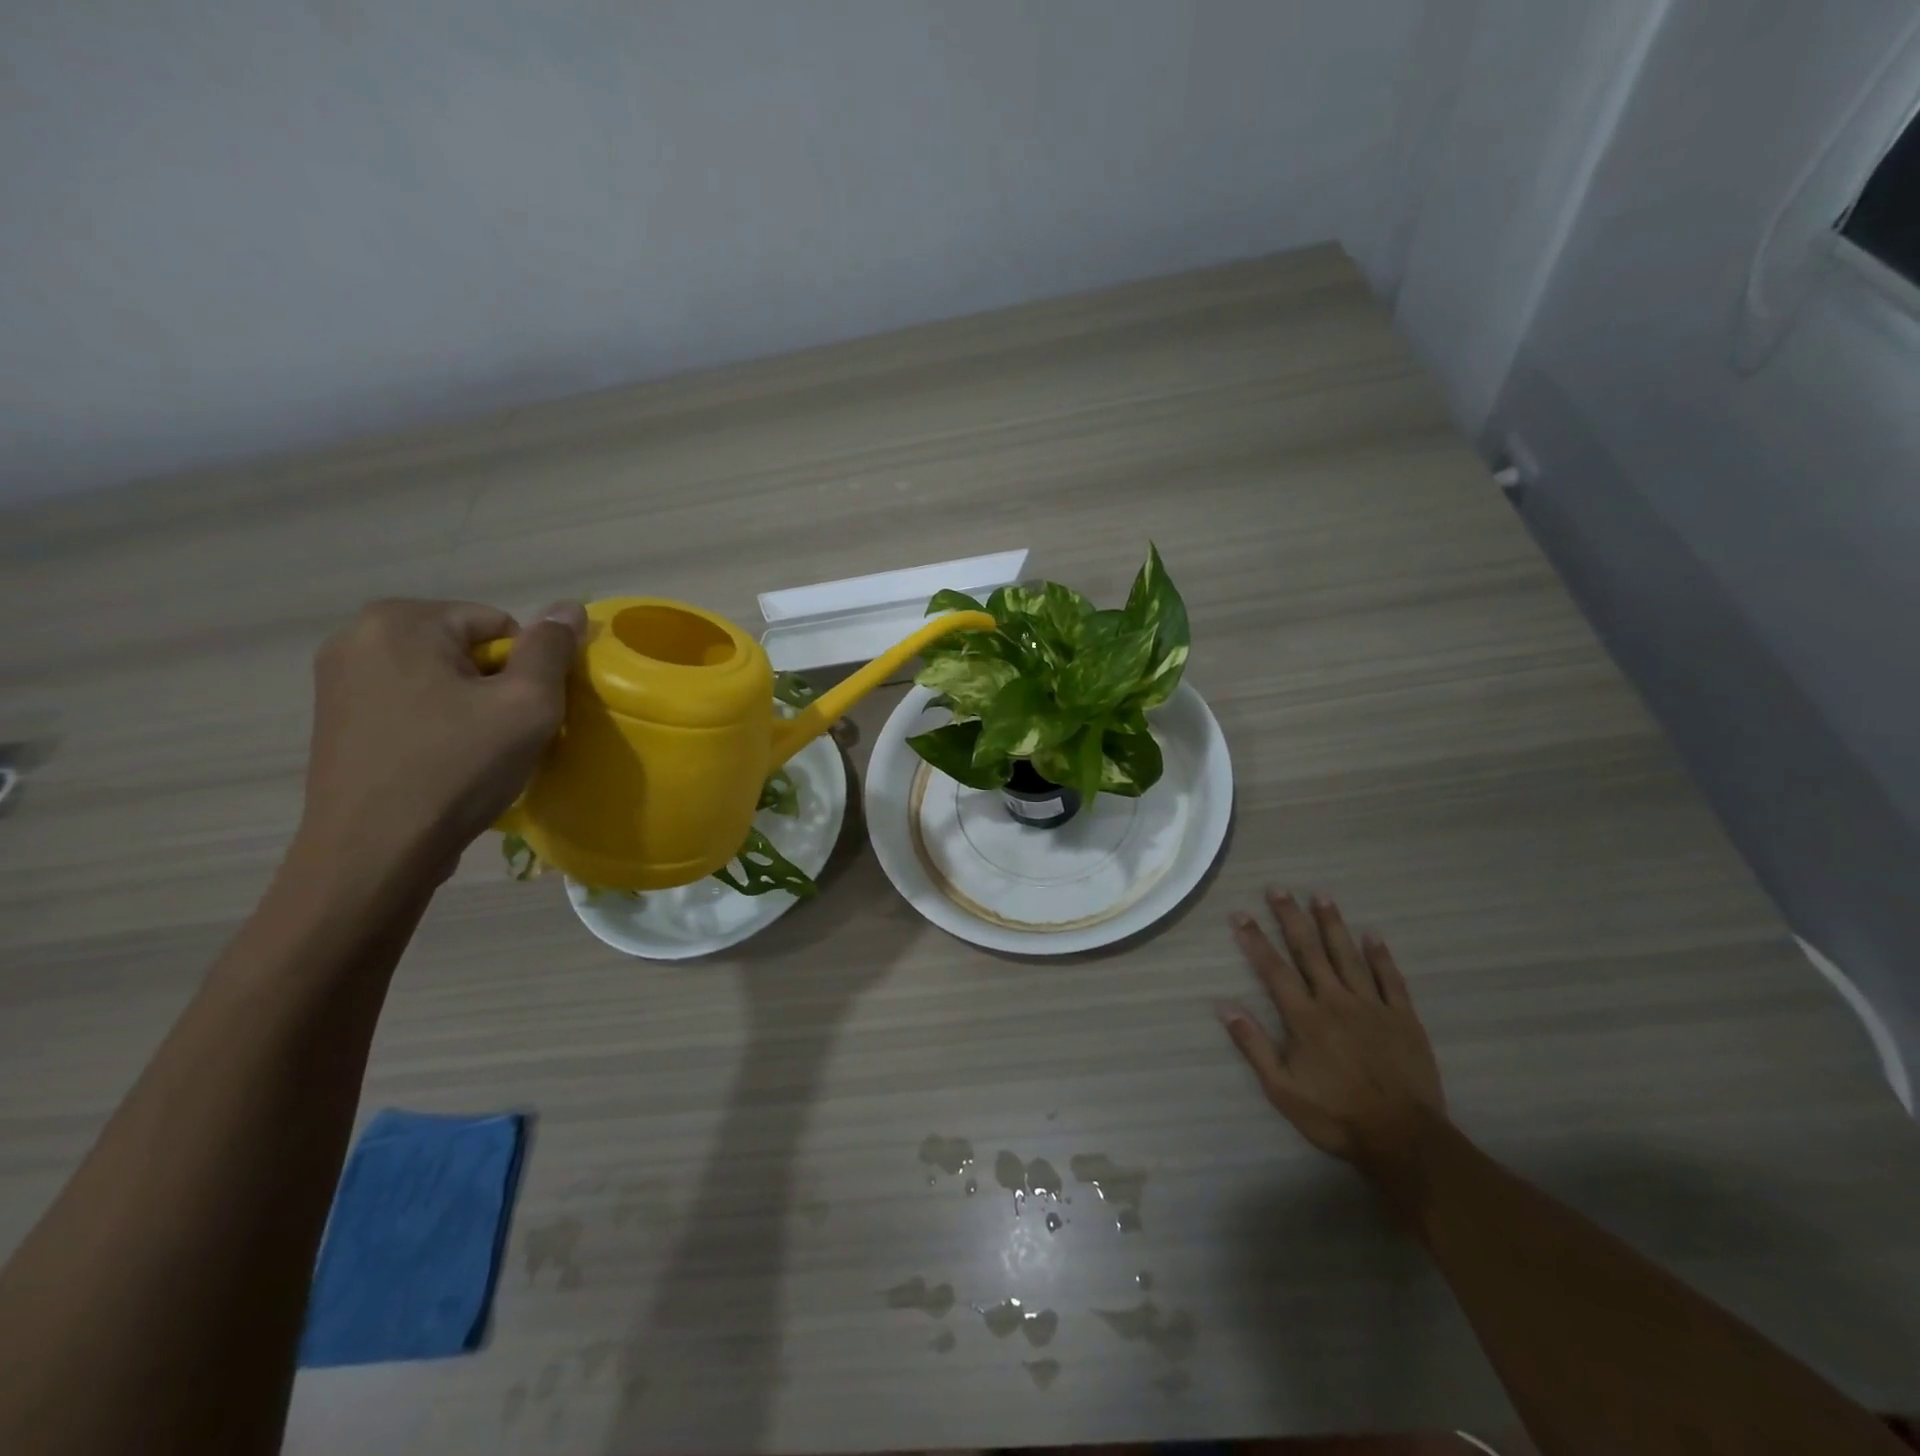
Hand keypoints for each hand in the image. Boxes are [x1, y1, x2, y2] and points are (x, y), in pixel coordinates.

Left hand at [296, 599, 585, 880]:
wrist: (374, 852)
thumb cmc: (456, 768)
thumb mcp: (527, 704)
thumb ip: (552, 649)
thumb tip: (569, 605)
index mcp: (400, 621)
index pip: (500, 624)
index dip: (525, 670)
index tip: (520, 715)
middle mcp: (357, 636)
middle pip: (466, 648)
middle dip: (495, 686)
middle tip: (502, 735)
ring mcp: (338, 679)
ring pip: (440, 677)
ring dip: (468, 706)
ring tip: (474, 752)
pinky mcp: (335, 718)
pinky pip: (410, 703)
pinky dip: (437, 724)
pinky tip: (442, 762)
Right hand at [1217, 890, 1446, 1180]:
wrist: (1403, 1139)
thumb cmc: (1336, 1116)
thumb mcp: (1282, 1089)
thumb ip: (1253, 1045)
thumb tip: (1223, 1006)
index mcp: (1304, 1017)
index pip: (1273, 969)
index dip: (1255, 940)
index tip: (1240, 914)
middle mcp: (1335, 1001)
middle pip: (1309, 951)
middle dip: (1291, 918)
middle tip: (1278, 889)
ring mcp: (1372, 1007)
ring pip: (1347, 956)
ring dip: (1332, 924)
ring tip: (1321, 896)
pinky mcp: (1403, 1018)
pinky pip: (1390, 979)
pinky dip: (1380, 956)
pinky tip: (1372, 935)